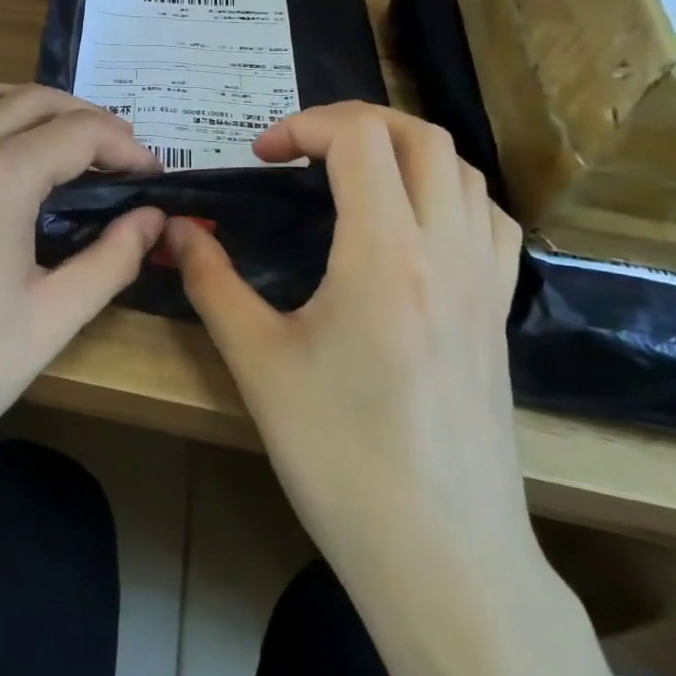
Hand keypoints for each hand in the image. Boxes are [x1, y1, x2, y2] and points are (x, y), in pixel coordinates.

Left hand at [0, 84, 164, 487]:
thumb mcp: (52, 319)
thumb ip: (112, 259)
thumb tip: (151, 219)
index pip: (78, 132)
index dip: (124, 146)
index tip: (151, 175)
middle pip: (34, 100)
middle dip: (88, 118)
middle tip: (120, 158)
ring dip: (35, 105)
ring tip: (67, 141)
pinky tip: (4, 153)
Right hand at [166, 103, 528, 582]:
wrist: (440, 554)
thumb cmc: (339, 456)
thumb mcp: (257, 362)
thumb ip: (212, 281)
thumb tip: (176, 230)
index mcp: (385, 254)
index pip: (361, 138)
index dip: (306, 125)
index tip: (264, 155)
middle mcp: (447, 250)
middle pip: (419, 136)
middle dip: (355, 121)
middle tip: (303, 149)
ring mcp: (485, 281)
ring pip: (463, 169)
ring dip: (403, 150)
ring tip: (353, 176)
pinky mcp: (499, 313)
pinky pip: (488, 219)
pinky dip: (448, 191)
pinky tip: (412, 224)